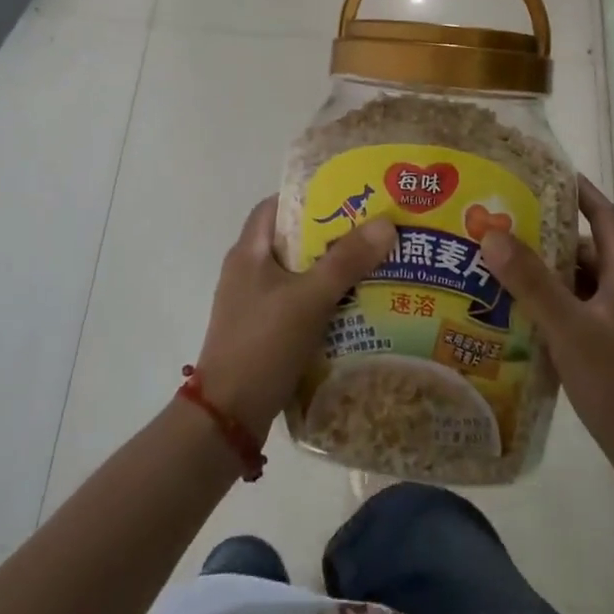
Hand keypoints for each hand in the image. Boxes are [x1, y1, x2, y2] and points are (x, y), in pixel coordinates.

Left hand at [194, 198, 397, 441]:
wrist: (227, 416)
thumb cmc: (263, 343)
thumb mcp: (309, 298)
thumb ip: (346, 260)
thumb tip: (386, 222)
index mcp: (248, 252)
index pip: (276, 206)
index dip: (309, 197)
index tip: (347, 197)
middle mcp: (246, 271)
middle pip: (291, 240)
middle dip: (330, 235)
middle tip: (371, 233)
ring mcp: (252, 303)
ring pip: (296, 274)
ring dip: (329, 270)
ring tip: (371, 267)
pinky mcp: (261, 331)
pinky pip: (296, 303)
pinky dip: (321, 300)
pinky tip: (352, 309)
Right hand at [481, 175, 613, 472]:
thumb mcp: (570, 328)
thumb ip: (532, 282)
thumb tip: (492, 233)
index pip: (604, 216)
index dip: (579, 191)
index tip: (544, 171)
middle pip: (584, 248)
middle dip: (544, 234)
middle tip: (499, 223)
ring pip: (575, 282)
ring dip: (541, 271)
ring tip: (495, 264)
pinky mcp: (607, 346)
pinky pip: (572, 309)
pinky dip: (546, 302)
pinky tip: (513, 311)